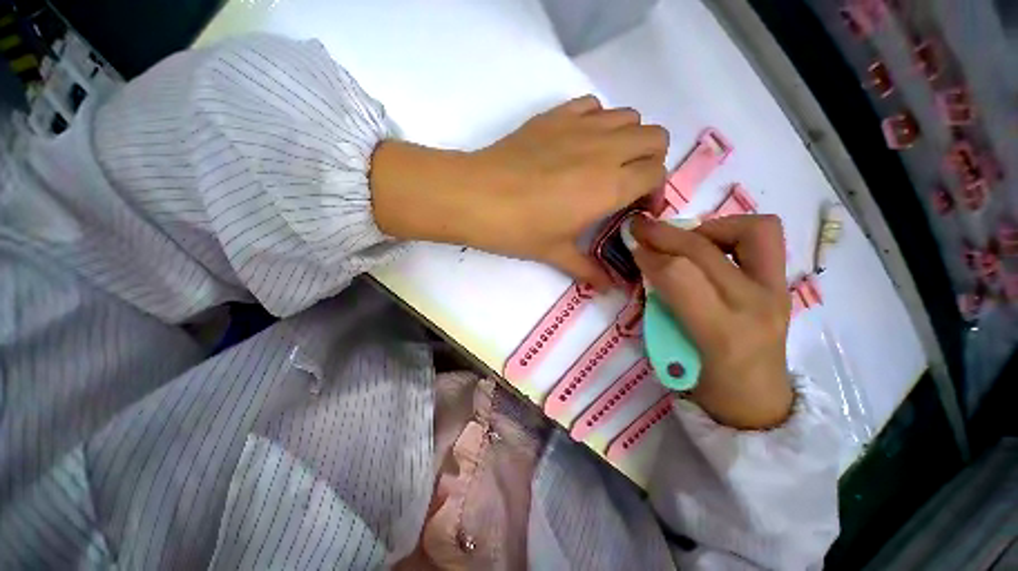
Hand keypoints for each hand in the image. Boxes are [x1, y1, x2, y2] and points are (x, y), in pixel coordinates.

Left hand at [371, 95, 668, 288]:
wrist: (477, 197)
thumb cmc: (520, 229)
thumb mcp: (557, 254)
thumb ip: (589, 270)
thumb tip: (610, 289)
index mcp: (611, 186)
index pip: (657, 174)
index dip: (653, 191)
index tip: (636, 208)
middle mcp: (606, 150)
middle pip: (654, 137)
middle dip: (649, 161)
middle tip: (625, 185)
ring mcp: (581, 126)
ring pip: (629, 117)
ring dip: (627, 139)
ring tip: (604, 163)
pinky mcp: (556, 115)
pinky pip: (593, 105)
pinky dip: (597, 120)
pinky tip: (579, 143)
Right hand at [631, 215, 793, 429]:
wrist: (757, 401)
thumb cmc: (705, 384)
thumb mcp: (669, 351)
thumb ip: (657, 305)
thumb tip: (647, 265)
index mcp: (720, 332)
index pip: (679, 276)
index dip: (650, 256)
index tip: (633, 248)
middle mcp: (756, 305)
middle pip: (704, 250)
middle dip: (666, 234)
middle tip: (643, 228)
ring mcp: (777, 290)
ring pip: (751, 230)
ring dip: (709, 227)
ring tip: (686, 239)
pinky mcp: (783, 284)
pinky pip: (764, 238)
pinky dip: (733, 231)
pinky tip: (710, 247)